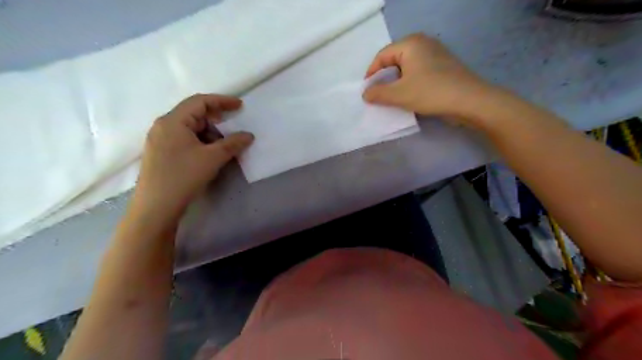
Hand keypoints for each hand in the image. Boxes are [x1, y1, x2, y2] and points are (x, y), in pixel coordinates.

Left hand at [132, 94, 253, 217]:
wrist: (156, 206)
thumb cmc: (183, 176)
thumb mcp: (212, 158)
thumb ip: (232, 144)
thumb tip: (248, 135)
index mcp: (173, 121)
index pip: (199, 102)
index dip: (222, 101)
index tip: (240, 106)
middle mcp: (163, 126)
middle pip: (194, 114)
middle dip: (216, 119)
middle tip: (233, 126)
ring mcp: (160, 140)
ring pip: (190, 128)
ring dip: (209, 133)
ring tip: (224, 145)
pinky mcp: (161, 153)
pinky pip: (184, 139)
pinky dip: (200, 142)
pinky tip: (209, 154)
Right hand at [363, 34, 491, 125]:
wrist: (469, 101)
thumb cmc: (430, 92)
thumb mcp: (399, 94)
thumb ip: (378, 93)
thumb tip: (365, 94)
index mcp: (410, 43)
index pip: (382, 56)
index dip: (371, 74)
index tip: (367, 92)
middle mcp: (423, 43)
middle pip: (394, 61)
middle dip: (384, 79)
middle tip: (378, 96)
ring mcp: (434, 55)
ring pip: (406, 69)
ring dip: (396, 84)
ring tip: (391, 99)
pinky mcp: (442, 67)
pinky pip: (418, 73)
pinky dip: (409, 84)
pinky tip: (409, 98)